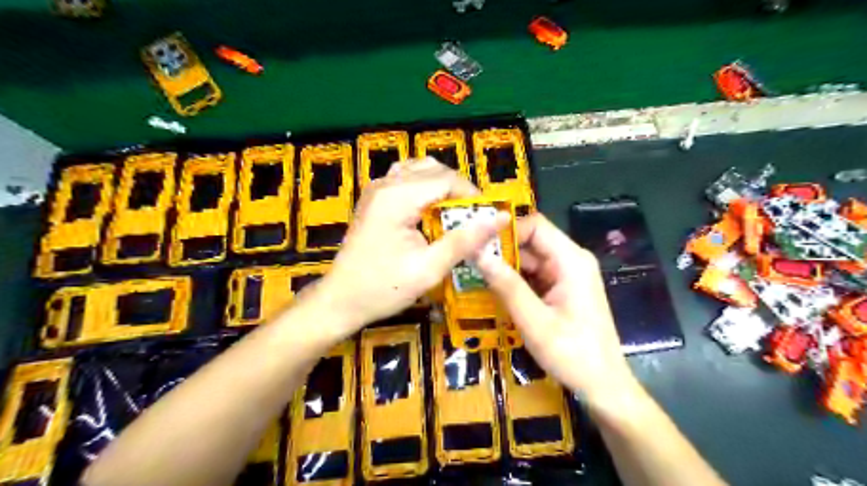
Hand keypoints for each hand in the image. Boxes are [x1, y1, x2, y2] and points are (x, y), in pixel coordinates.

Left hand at [316, 157, 508, 334]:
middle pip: (435, 170)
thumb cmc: (382, 288)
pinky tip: (431, 211)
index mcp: (398, 197)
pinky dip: (425, 188)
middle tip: (474, 219)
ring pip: (421, 170)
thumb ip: (464, 240)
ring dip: (443, 187)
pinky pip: (407, 179)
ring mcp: (377, 189)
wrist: (341, 300)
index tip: (487, 218)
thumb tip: (500, 219)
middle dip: (459, 190)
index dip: (472, 195)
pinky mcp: (374, 198)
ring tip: (455, 214)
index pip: (447, 179)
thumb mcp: (428, 269)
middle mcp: (386, 184)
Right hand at [478, 214, 637, 408]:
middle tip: (469, 262)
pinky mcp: (562, 289)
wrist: (603, 386)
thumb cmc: (572, 354)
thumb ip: (506, 285)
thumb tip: (477, 253)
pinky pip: (534, 275)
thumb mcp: (534, 321)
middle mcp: (571, 261)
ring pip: (530, 259)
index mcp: (571, 261)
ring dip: (505, 267)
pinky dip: (515, 281)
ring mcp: (567, 275)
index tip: (477, 245)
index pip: (535, 226)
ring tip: (474, 275)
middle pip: (531, 241)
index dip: (505, 231)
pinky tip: (494, 290)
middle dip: (501, 250)